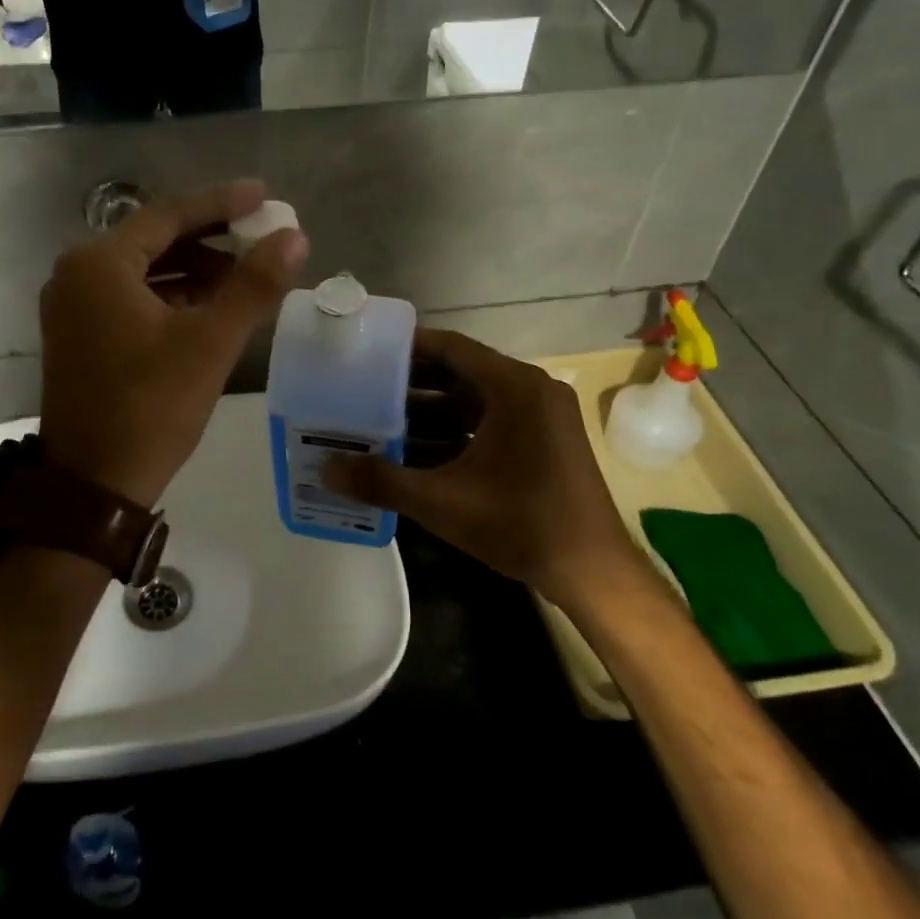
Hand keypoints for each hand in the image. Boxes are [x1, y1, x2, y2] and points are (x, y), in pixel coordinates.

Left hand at [40, 180, 308, 509]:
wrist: (94, 486)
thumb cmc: (150, 408)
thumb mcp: (209, 343)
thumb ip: (253, 285)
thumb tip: (295, 236)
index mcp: (99, 264)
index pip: (169, 215)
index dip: (221, 203)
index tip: (264, 195)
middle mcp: (77, 274)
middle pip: (155, 239)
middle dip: (211, 239)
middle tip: (260, 237)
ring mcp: (73, 307)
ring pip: (145, 270)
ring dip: (194, 269)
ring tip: (246, 276)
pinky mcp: (80, 335)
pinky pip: (133, 297)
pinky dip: (172, 296)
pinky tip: (210, 307)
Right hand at [323, 329, 652, 618]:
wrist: (593, 571)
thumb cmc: (522, 523)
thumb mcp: (443, 502)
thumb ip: (382, 481)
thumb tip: (327, 469)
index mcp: (513, 387)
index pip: (452, 347)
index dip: (408, 347)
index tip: (368, 352)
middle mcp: (530, 390)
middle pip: (460, 372)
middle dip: (411, 383)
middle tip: (364, 389)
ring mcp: (541, 416)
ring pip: (473, 400)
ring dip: (430, 412)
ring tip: (380, 422)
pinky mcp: (543, 440)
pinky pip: (490, 422)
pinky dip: (455, 432)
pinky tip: (415, 453)